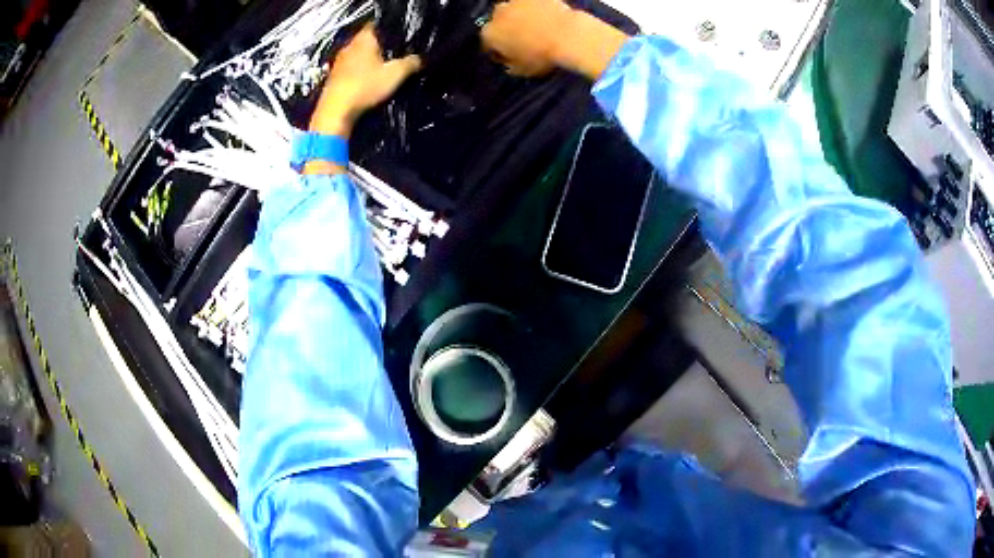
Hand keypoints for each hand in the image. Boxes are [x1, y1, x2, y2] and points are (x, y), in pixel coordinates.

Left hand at [309, 25, 421, 136]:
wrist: (335, 112)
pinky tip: (366, 82)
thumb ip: (411, 63)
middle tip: (394, 54)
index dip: (389, 29)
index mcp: (363, 39)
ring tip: (382, 69)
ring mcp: (338, 62)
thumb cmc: (365, 87)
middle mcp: (348, 46)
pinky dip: (358, 73)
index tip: (400, 36)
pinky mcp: (332, 78)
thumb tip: (420, 59)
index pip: (377, 24)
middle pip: (367, 41)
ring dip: (367, 61)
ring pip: (357, 55)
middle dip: (379, 46)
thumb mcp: (396, 74)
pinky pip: (349, 70)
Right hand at [481, 0, 629, 79]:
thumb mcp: (522, 70)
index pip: (488, 43)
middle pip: (499, 23)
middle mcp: (497, 14)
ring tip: (537, 28)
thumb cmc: (543, 55)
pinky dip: (537, 10)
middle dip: (508, 30)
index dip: (499, 50)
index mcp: (490, 34)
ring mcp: (516, 1)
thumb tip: (510, 63)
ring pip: (514, 11)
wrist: (568, 36)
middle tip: (524, 40)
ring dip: (521, 18)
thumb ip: (510, 65)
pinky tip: (548, 19)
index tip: (509, 55)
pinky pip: (533, 4)